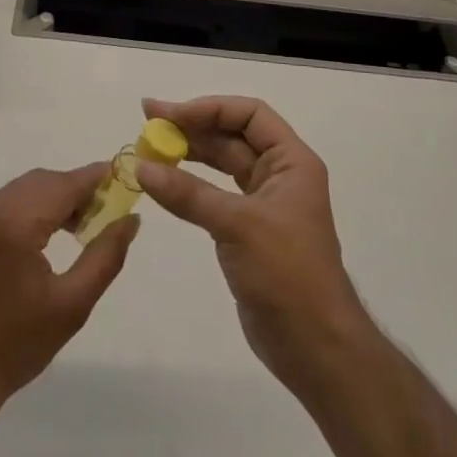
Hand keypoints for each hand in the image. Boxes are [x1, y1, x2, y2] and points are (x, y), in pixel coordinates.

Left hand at [0, 165, 137, 413]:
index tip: (123, 176)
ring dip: (54, 197)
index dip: (96, 177)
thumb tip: (130, 220)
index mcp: (15, 225)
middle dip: (76, 188)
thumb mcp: (72, 305)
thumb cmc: (14, 347)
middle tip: (106, 211)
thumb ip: (106, 256)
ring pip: (25, 189)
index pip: (64, 185)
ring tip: (81, 225)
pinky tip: (48, 234)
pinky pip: (6, 203)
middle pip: (44, 181)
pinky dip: (32, 207)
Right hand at [135, 96, 366, 388]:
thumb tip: (141, 167)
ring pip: (222, 164)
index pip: (250, 115)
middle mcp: (280, 174)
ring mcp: (264, 203)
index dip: (210, 108)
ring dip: (189, 154)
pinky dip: (190, 185)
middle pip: (232, 136)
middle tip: (148, 122)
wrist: (315, 347)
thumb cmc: (287, 273)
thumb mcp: (237, 225)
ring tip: (150, 147)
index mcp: (291, 161)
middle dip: (192, 127)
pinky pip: (215, 194)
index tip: (170, 115)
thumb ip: (188, 193)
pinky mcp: (248, 231)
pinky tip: (165, 182)